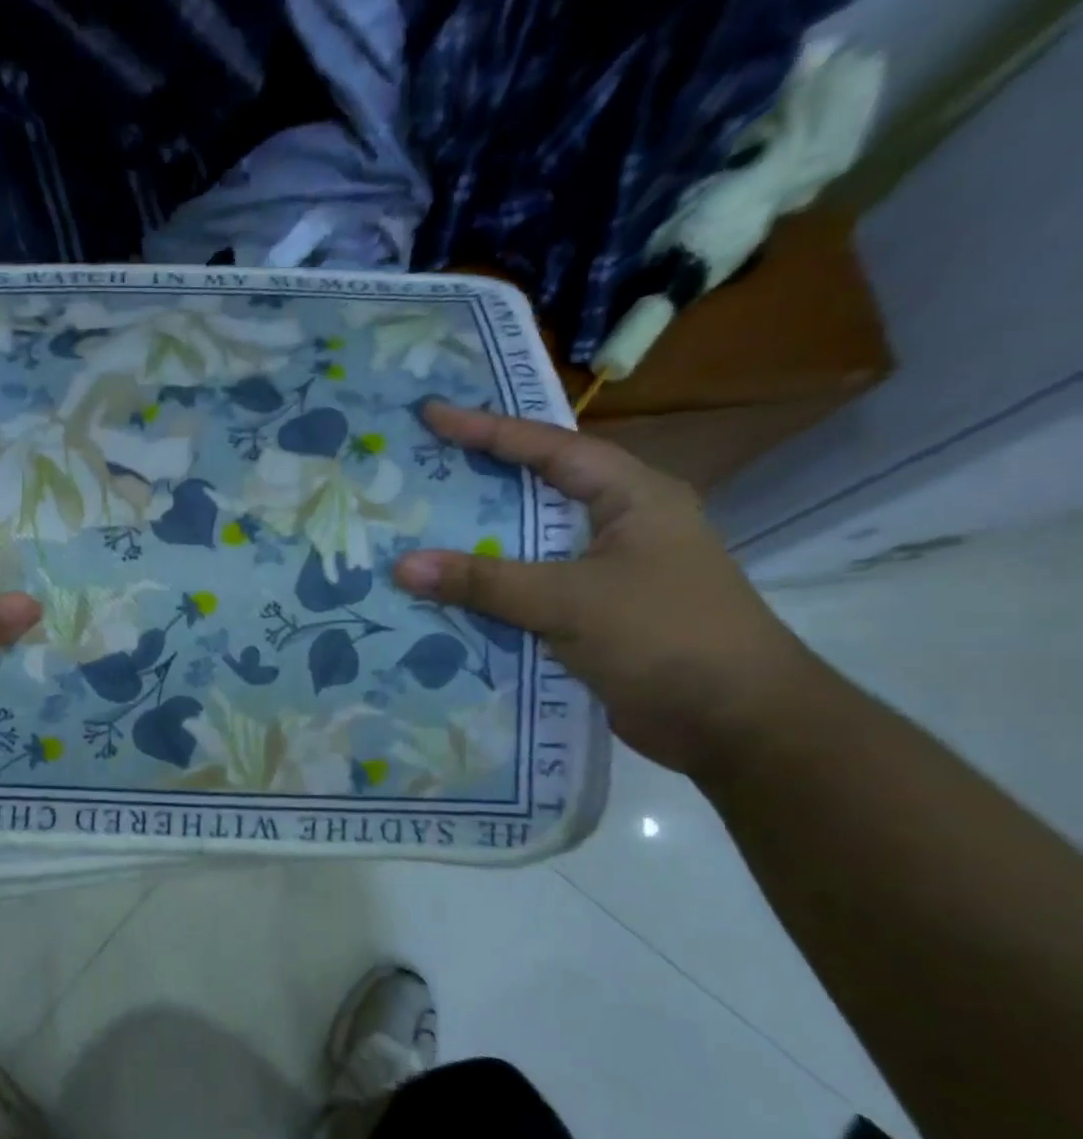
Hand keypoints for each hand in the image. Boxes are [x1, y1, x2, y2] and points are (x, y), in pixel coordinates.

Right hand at [392, 402, 819, 778]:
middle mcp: (622, 526)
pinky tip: (448, 594)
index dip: (489, 429)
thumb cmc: (666, 637)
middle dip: (480, 479)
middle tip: (422, 465)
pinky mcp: (597, 617)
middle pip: (539, 490)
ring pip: (531, 546)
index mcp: (634, 498)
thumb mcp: (570, 601)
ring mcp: (610, 574)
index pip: (551, 448)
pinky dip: (492, 591)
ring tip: (420, 527)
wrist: (736, 724)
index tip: (432, 414)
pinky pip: (531, 591)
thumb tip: (402, 566)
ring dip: (480, 543)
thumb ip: (485, 582)